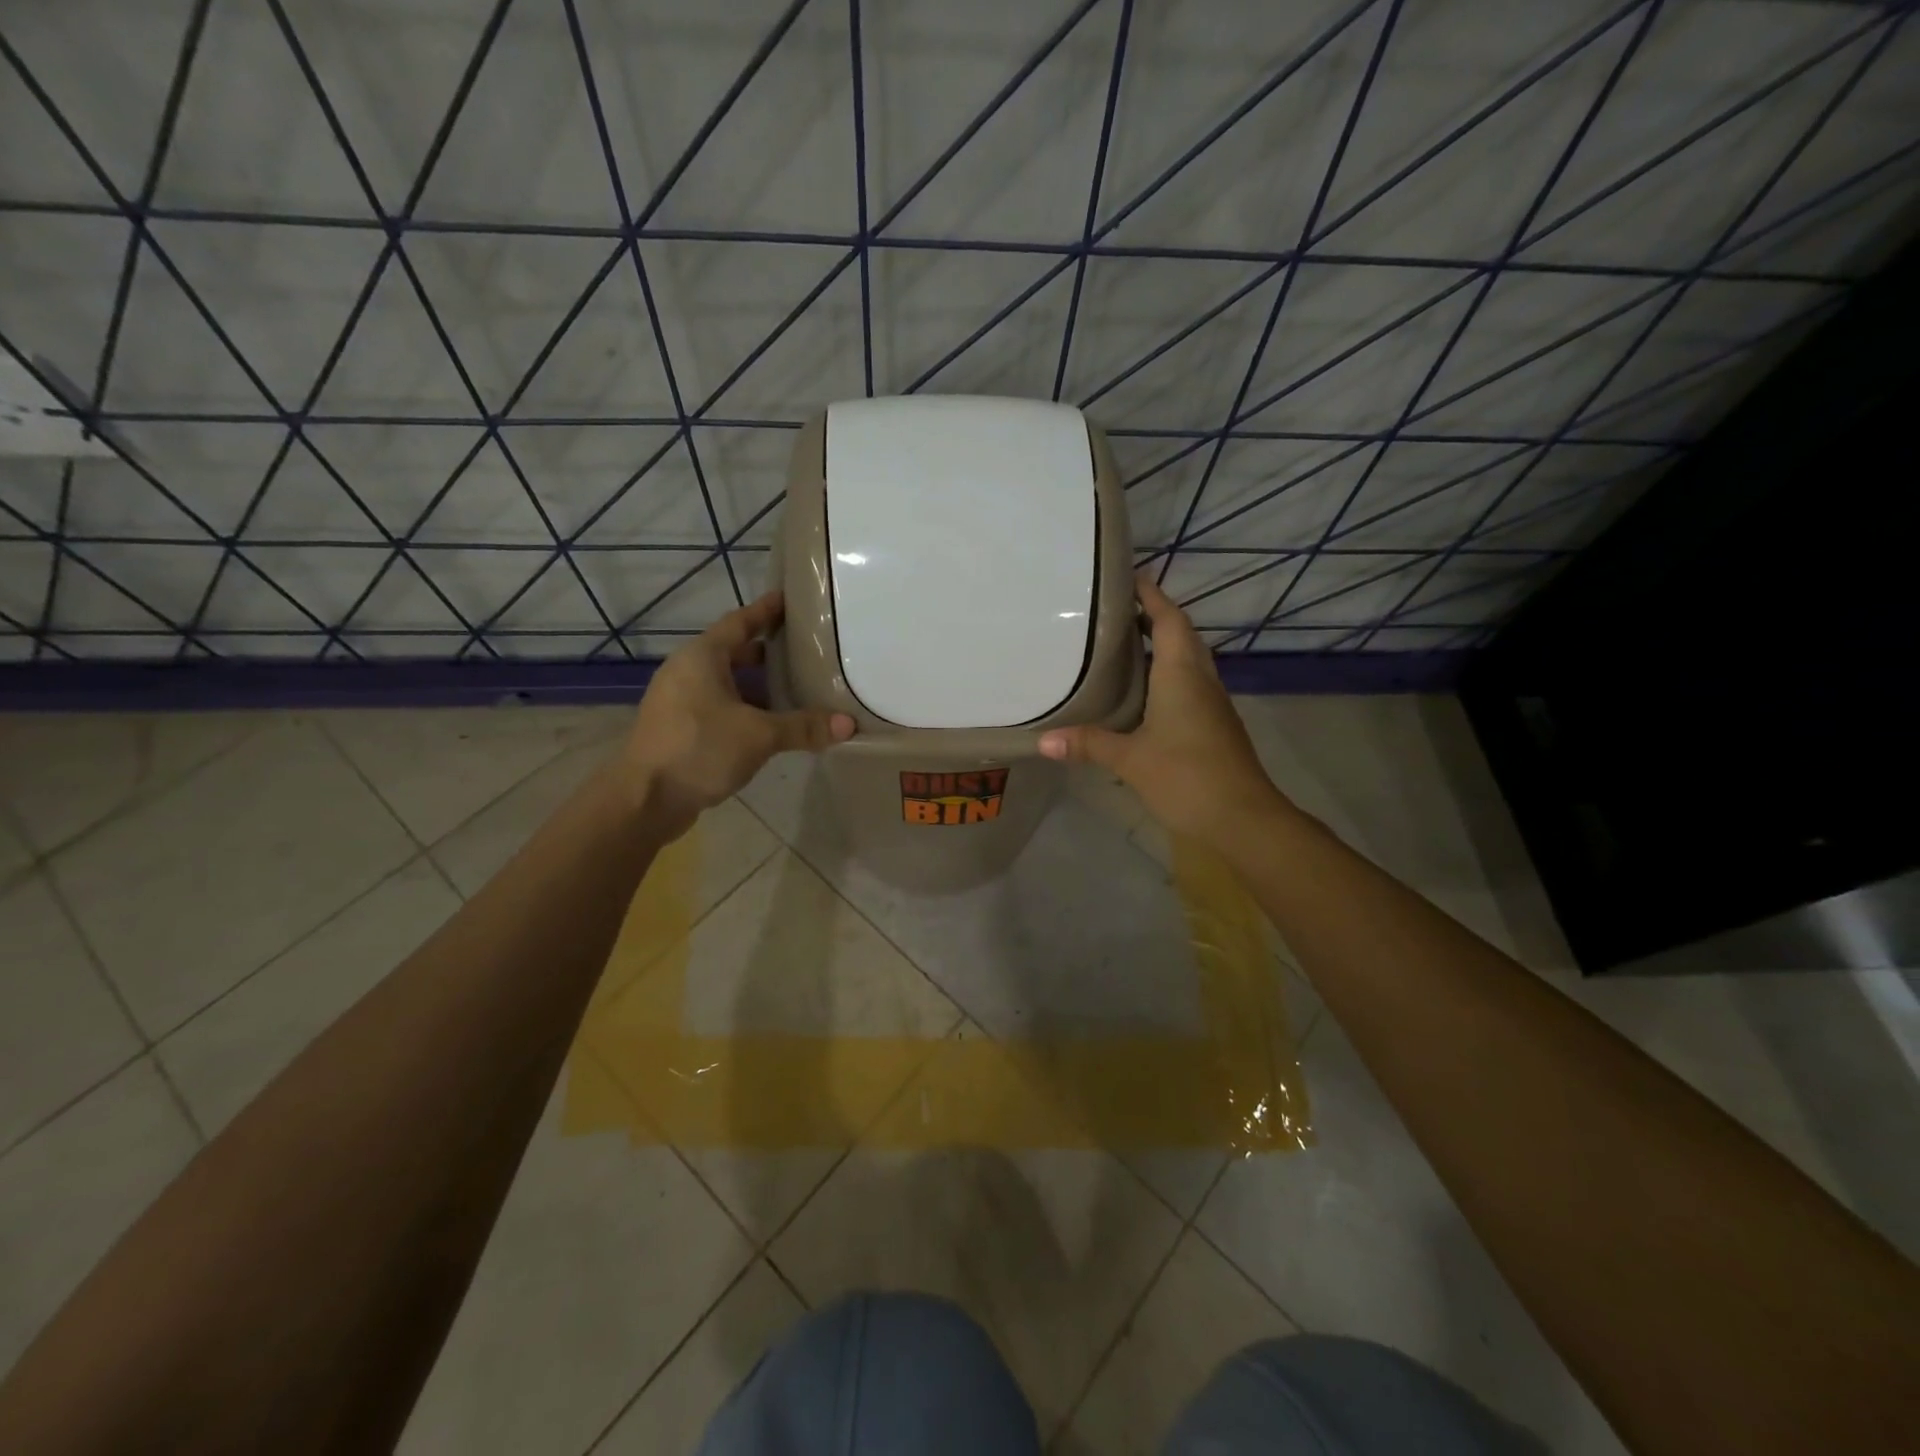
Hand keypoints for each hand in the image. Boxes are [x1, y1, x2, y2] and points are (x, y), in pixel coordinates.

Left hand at [621, 591, 854, 837]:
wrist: (644, 800)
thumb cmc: (699, 750)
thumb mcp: (759, 735)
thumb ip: (803, 726)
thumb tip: (849, 724)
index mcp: (702, 657)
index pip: (740, 622)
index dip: (766, 611)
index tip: (789, 599)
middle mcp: (687, 671)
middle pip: (733, 652)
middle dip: (767, 652)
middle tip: (804, 650)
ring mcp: (679, 701)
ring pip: (726, 682)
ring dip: (757, 685)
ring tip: (795, 688)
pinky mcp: (679, 728)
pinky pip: (718, 706)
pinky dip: (745, 708)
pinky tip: (770, 724)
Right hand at [1039, 573, 1286, 845]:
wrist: (1243, 819)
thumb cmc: (1187, 776)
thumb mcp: (1130, 759)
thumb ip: (1088, 744)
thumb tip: (1042, 741)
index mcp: (1183, 674)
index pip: (1168, 620)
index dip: (1152, 596)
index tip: (1130, 576)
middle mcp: (1201, 680)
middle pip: (1181, 635)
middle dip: (1154, 617)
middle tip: (1116, 611)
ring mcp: (1212, 704)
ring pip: (1188, 661)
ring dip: (1162, 646)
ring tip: (1123, 645)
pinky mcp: (1214, 726)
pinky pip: (1189, 685)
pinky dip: (1167, 675)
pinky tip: (1142, 693)